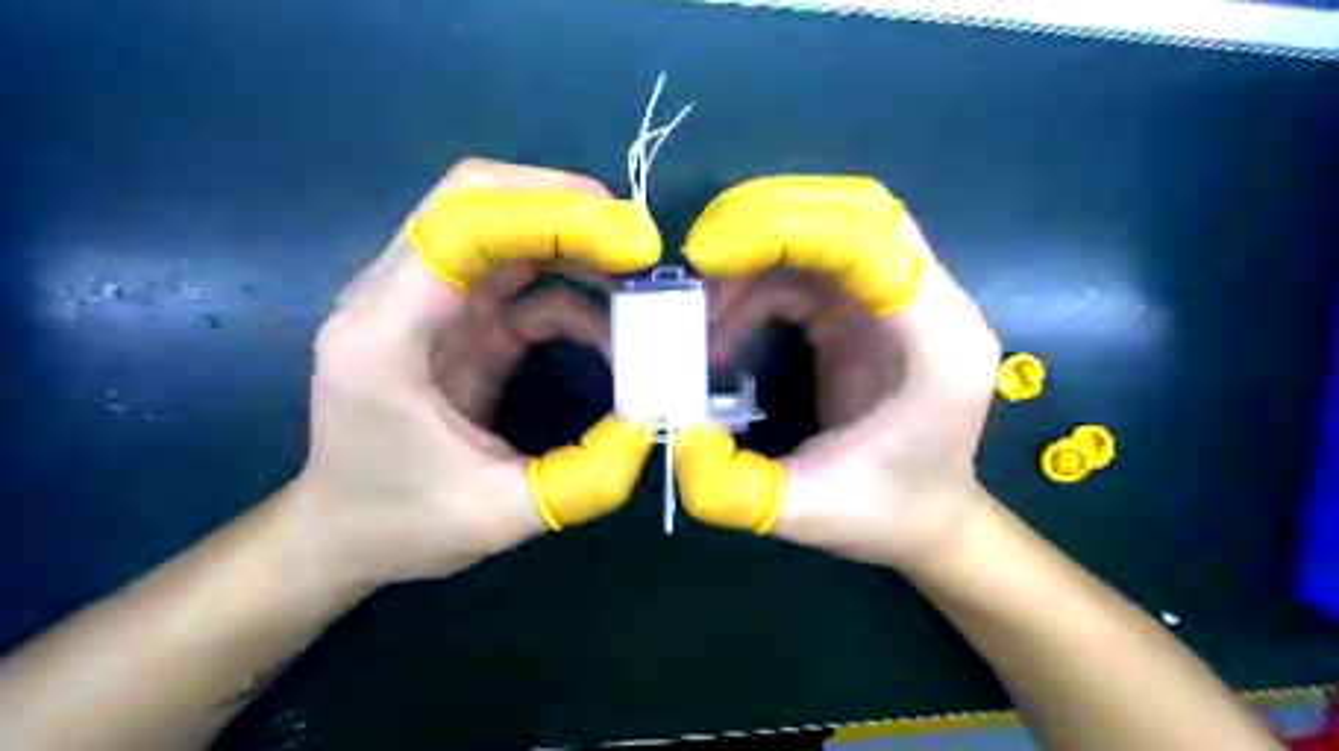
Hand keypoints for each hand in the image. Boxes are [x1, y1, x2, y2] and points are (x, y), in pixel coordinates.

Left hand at [301, 158, 664, 585]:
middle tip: (638, 244)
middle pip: (476, 200)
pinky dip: (573, 293)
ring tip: (637, 280)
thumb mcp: (498, 516)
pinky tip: (613, 332)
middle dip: (565, 208)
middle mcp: (395, 297)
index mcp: (384, 335)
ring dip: (574, 242)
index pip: (459, 226)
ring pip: (502, 229)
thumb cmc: (401, 522)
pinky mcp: (459, 322)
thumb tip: (653, 423)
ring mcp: (429, 305)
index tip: (627, 238)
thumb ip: (583, 478)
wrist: (343, 533)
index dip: (548, 212)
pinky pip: (522, 282)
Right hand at [675, 176, 998, 570]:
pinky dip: (757, 286)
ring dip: (754, 256)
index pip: (873, 242)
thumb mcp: (805, 513)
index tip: (709, 255)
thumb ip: (734, 487)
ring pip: (828, 231)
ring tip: (701, 310)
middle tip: (699, 256)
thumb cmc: (884, 514)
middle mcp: (934, 304)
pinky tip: (723, 331)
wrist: (926, 520)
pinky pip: (809, 270)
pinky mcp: (870, 311)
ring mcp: (902, 301)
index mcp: (940, 343)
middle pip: (857, 211)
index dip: (788, 229)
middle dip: (768, 219)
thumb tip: (674, 435)